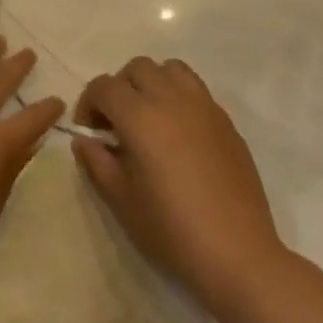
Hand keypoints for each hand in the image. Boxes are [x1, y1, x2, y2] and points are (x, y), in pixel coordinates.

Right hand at [72, 57, 289, 312]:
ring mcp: (204, 108)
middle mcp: (172, 100)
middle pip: (137, 68)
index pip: (103, 87)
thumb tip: (85, 140)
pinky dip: (179, 98)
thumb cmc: (171, 229)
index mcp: (140, 117)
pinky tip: (179, 135)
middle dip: (119, 88)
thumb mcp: (120, 199)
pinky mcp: (227, 122)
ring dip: (152, 84)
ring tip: (149, 118)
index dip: (88, 104)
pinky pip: (197, 91)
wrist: (237, 254)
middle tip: (117, 123)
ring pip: (171, 69)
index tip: (90, 133)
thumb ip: (97, 161)